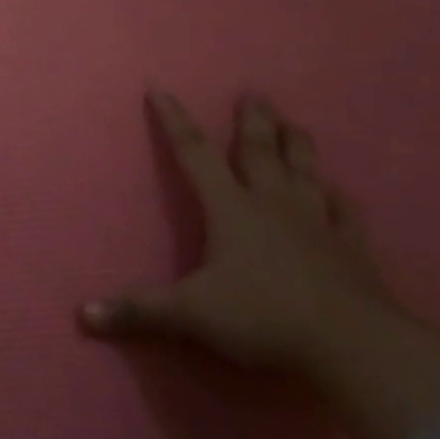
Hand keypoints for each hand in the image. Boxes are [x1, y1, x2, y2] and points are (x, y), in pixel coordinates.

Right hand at [81, 90, 394, 374]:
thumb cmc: (265, 318)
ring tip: (293, 123)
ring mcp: (317, 223)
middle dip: (252, 119)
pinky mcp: (354, 250)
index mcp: (229, 207)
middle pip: (258, 150)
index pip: (194, 152)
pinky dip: (341, 200)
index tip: (160, 90)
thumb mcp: (191, 314)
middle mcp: (271, 203)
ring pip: (305, 171)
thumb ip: (139, 310)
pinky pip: (347, 214)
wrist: (356, 348)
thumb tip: (83, 313)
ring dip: (297, 145)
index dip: (174, 120)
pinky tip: (339, 192)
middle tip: (254, 92)